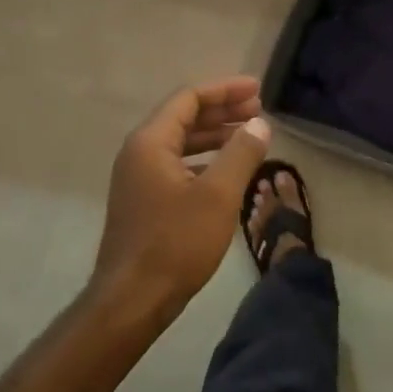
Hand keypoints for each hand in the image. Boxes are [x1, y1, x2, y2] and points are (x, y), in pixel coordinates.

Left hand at [94, 76, 270, 318]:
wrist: (132, 301)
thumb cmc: (176, 242)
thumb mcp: (219, 194)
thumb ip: (241, 153)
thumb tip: (260, 124)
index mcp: (151, 142)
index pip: (189, 98)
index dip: (225, 90)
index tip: (257, 91)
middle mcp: (139, 153)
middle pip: (184, 117)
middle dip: (223, 111)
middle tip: (259, 111)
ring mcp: (138, 178)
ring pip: (181, 142)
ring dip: (215, 135)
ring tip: (250, 136)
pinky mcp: (144, 201)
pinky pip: (177, 164)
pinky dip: (205, 159)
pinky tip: (228, 170)